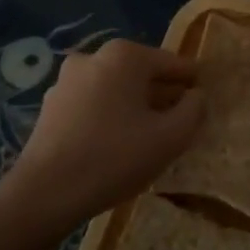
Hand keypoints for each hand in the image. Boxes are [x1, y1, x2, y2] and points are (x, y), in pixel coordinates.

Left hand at [8, 40, 202, 230]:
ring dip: (135, 107)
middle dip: (163, 95)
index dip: (192, 84)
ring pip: (116, 89)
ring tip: (149, 138)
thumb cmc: (114, 158)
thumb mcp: (171, 137)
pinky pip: (94, 104)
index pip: (173, 63)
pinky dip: (110, 116)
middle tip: (179, 124)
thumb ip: (194, 109)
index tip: (204, 103)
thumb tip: (196, 96)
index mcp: (125, 56)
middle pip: (143, 74)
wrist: (44, 194)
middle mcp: (94, 57)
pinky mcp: (51, 106)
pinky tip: (116, 145)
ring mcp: (67, 80)